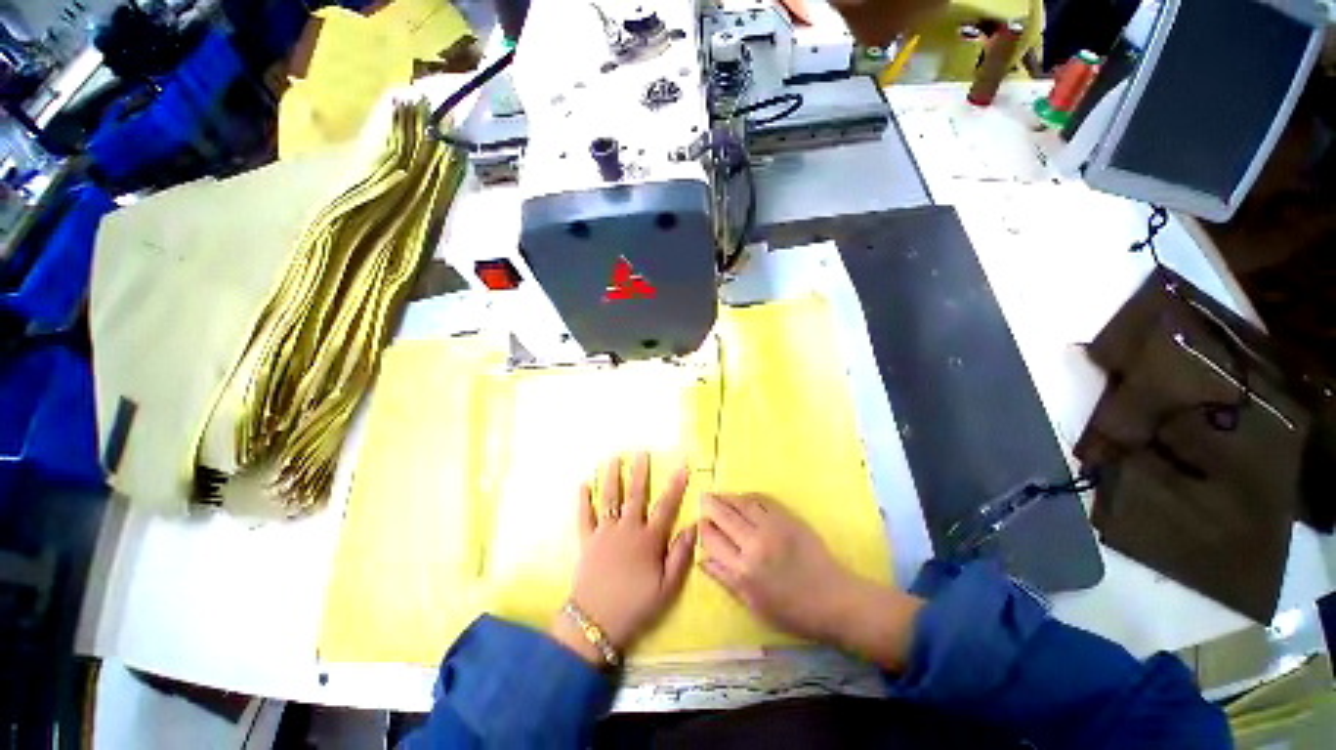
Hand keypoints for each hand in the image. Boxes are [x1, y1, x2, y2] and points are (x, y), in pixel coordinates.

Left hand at [553, 453, 696, 663]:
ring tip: (614, 458)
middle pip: (635, 495)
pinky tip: (583, 484)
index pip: (666, 506)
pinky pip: (584, 517)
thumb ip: (681, 555)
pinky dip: (583, 500)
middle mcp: (627, 529)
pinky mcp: (587, 541)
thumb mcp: (668, 588)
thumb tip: (693, 527)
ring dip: (612, 477)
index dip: (675, 485)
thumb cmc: (636, 606)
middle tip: (641, 452)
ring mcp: (605, 533)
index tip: (682, 466)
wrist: (596, 624)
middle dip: (639, 472)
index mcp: (649, 539)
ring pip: (609, 499)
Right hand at [698, 492, 854, 640]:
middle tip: (702, 498)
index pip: (711, 539)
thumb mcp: (753, 605)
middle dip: (709, 505)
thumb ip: (725, 578)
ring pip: (741, 502)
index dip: (702, 528)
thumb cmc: (793, 611)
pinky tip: (742, 497)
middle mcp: (754, 543)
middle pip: (723, 515)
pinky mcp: (788, 517)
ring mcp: (772, 527)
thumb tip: (701, 558)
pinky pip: (762, 498)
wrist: (834, 599)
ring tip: (718, 495)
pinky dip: (748, 495)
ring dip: (726, 496)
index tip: (699, 523)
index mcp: (743, 570)